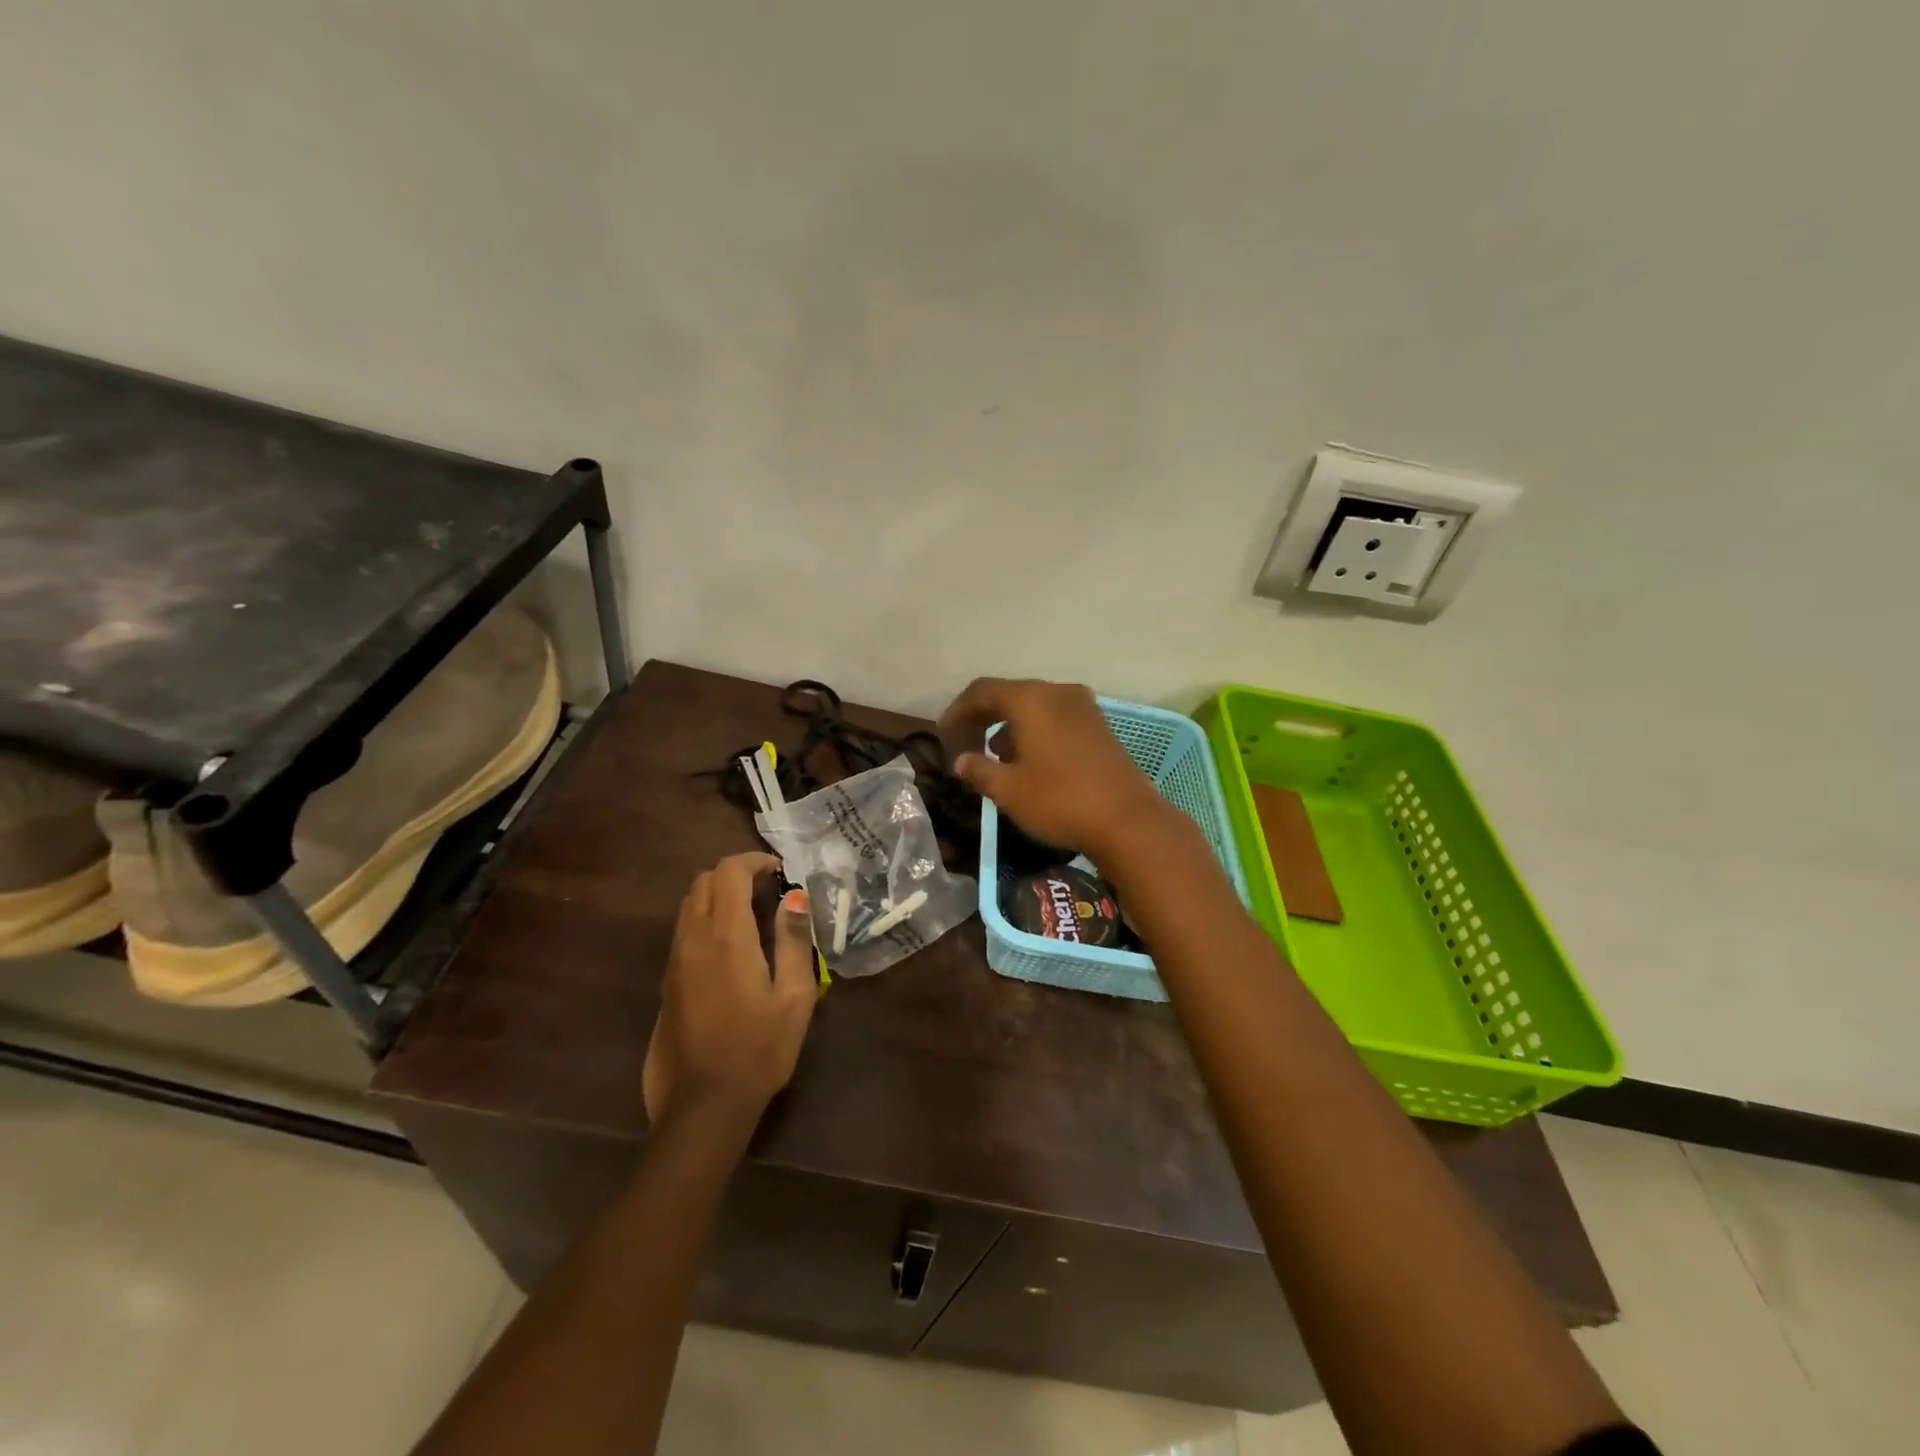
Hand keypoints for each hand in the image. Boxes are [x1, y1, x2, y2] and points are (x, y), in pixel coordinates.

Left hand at [643, 852, 817, 1126]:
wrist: (703, 1105)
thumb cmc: (759, 1049)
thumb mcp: (794, 996)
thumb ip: (794, 940)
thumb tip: (795, 896)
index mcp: (726, 936)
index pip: (729, 872)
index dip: (754, 861)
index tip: (780, 872)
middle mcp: (693, 939)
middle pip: (703, 881)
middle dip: (734, 873)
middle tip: (767, 890)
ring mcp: (674, 960)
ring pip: (689, 904)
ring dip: (717, 895)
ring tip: (751, 914)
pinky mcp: (667, 981)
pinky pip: (684, 930)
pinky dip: (706, 919)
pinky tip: (731, 947)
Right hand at [939, 677, 1169, 857]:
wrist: (1128, 821)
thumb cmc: (1060, 800)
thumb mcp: (1009, 790)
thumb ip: (979, 770)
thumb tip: (962, 760)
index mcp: (1031, 699)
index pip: (982, 691)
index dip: (958, 711)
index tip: (944, 734)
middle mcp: (1058, 693)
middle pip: (1010, 695)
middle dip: (983, 718)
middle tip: (965, 744)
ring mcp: (1084, 708)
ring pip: (1035, 707)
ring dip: (1010, 726)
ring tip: (995, 757)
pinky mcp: (1100, 727)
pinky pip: (1056, 718)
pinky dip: (1035, 732)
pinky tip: (1030, 761)